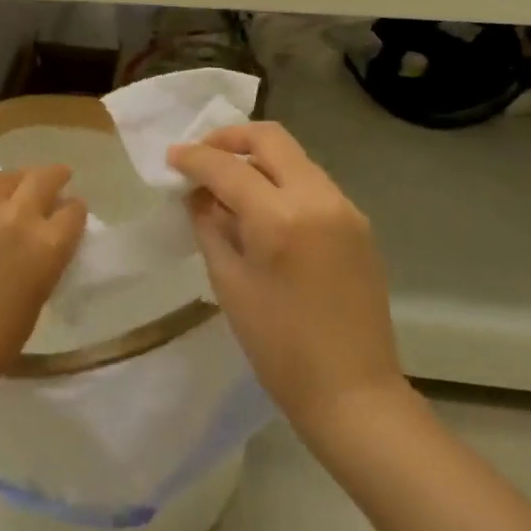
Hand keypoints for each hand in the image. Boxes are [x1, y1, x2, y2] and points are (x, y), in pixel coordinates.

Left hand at [0, 166, 87, 408]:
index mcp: (45, 247)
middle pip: (41, 180)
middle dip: (54, 176)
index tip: (73, 212)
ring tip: (17, 183)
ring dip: (15, 179)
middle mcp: (13, 219)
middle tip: (58, 175)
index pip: (73, 212)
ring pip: (0, 179)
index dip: (75, 211)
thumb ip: (41, 267)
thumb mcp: (33, 304)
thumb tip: (38, 250)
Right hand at [167, 124, 407, 442]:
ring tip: (228, 186)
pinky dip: (282, 182)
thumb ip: (210, 227)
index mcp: (280, 217)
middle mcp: (318, 198)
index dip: (194, 157)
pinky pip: (312, 183)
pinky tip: (263, 210)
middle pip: (271, 138)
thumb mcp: (229, 284)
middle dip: (230, 139)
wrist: (353, 392)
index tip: (171, 158)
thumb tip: (198, 195)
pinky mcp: (358, 224)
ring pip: (295, 158)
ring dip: (258, 160)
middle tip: (202, 156)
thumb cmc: (279, 347)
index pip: (228, 167)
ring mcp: (345, 208)